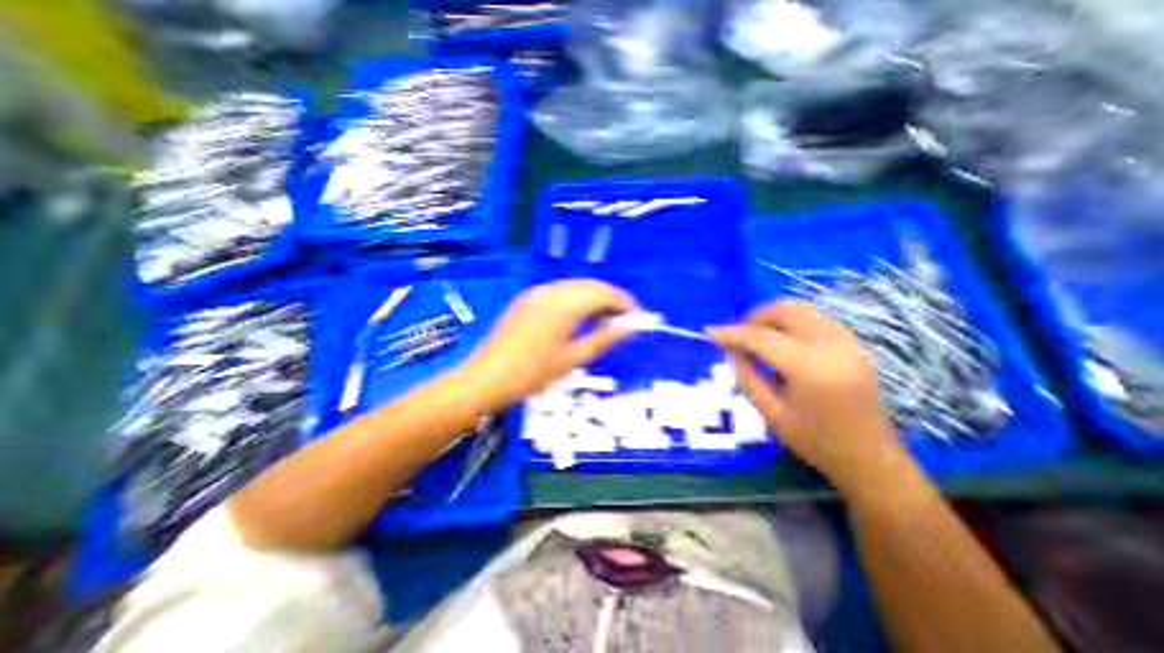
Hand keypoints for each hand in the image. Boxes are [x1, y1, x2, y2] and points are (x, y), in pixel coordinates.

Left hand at [462, 278, 632, 410]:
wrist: (486, 377)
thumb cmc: (532, 374)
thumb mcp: (572, 359)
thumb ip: (603, 339)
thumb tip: (629, 327)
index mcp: (564, 304)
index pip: (603, 293)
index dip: (623, 302)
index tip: (636, 316)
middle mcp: (551, 290)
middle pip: (590, 285)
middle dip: (610, 299)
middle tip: (622, 320)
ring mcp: (536, 292)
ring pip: (575, 286)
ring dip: (593, 298)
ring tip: (603, 320)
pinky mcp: (527, 298)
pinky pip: (559, 291)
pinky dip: (575, 300)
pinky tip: (578, 317)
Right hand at [709, 300, 908, 488]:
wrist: (871, 459)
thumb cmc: (816, 442)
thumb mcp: (770, 413)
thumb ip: (746, 376)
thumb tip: (730, 349)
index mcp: (812, 369)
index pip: (763, 338)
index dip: (733, 333)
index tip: (710, 332)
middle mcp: (834, 346)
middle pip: (786, 310)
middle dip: (755, 317)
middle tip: (739, 338)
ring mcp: (849, 342)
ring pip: (801, 309)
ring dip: (773, 318)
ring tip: (757, 341)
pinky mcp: (853, 343)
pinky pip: (814, 319)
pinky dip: (790, 323)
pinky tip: (781, 344)